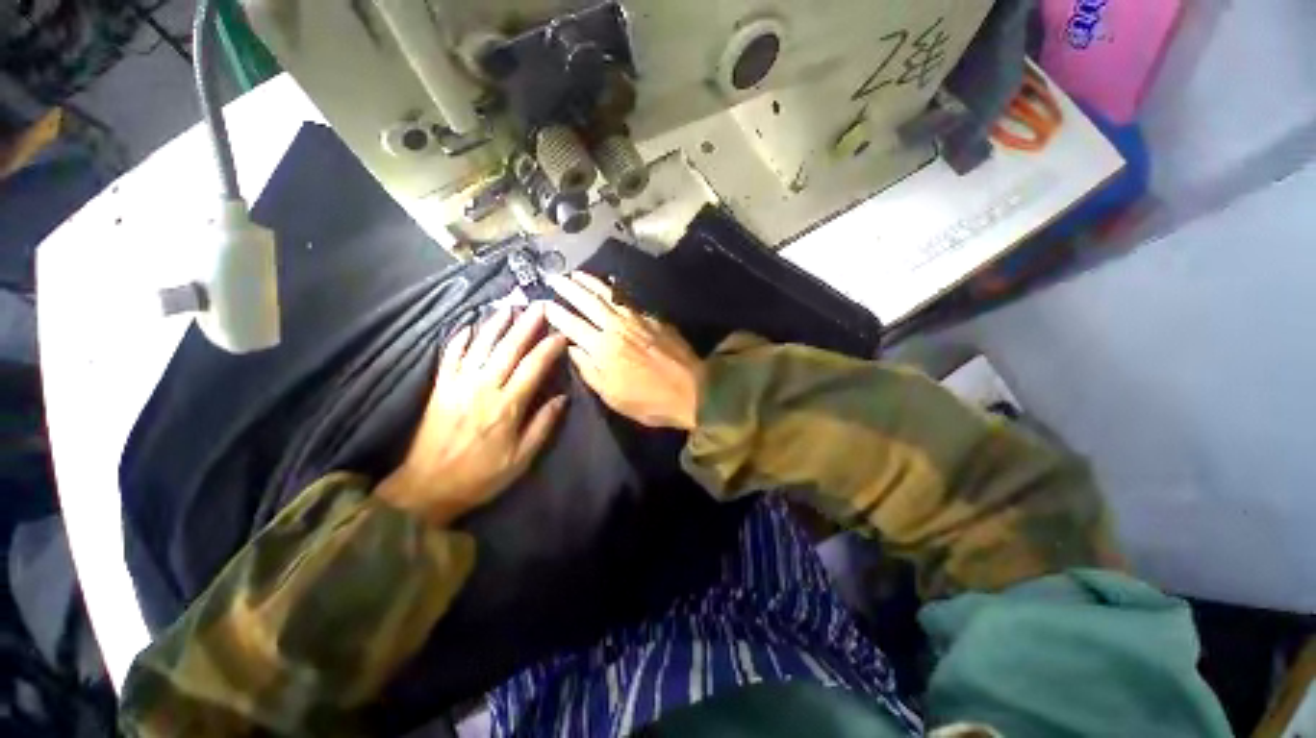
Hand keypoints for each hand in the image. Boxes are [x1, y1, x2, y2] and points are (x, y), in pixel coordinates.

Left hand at [377, 305, 567, 525]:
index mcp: (507, 406)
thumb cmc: (481, 476)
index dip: (549, 348)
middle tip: (539, 305)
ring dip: (496, 324)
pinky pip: (450, 356)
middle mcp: (483, 388)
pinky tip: (470, 325)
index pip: (533, 367)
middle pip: (508, 348)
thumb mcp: (521, 459)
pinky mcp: (440, 388)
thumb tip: (562, 398)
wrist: (427, 487)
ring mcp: (458, 385)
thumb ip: (543, 426)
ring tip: (509, 306)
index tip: (562, 334)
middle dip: (526, 325)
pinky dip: (460, 338)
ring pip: (480, 346)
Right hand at [543, 272, 702, 429]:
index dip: (557, 314)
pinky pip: (628, 299)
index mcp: (603, 349)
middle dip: (569, 289)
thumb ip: (589, 370)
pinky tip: (610, 283)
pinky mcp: (653, 318)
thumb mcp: (612, 396)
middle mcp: (616, 328)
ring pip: (608, 295)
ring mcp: (637, 319)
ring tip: (577, 274)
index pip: (573, 326)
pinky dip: (615, 289)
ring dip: (590, 282)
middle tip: (554, 277)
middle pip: (588, 303)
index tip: (544, 303)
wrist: (692, 390)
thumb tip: (571, 347)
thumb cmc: (649, 400)